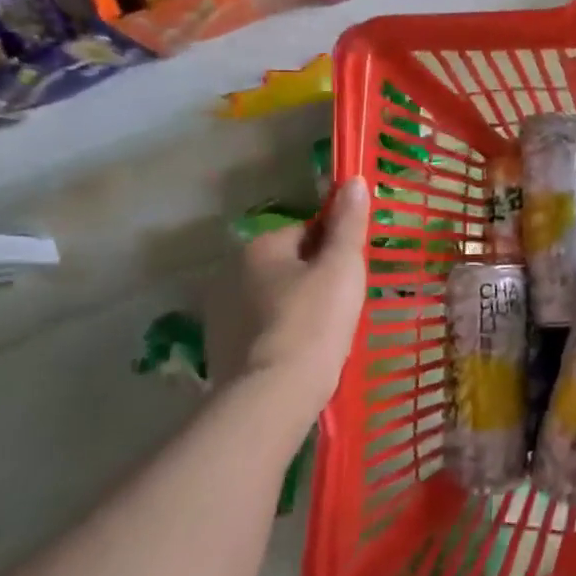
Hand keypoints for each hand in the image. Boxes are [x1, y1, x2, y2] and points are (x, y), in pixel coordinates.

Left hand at [207, 177, 369, 435]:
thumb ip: (348, 223)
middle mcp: (231, 273)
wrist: (274, 395)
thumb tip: (353, 180)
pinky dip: (282, 335)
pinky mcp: (221, 350)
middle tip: (343, 306)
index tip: (352, 275)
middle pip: (288, 265)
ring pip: (275, 298)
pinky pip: (262, 330)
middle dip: (314, 279)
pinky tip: (302, 356)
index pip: (306, 232)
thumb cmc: (314, 322)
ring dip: (297, 307)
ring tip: (326, 335)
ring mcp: (221, 314)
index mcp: (259, 247)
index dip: (334, 250)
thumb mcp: (341, 266)